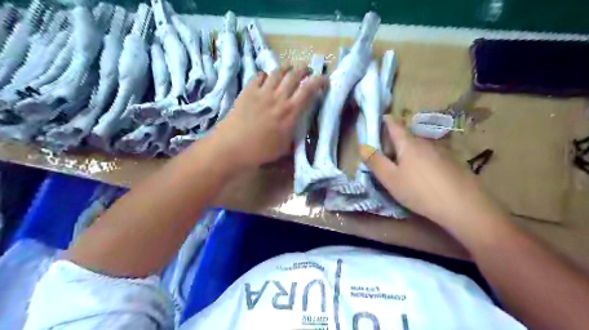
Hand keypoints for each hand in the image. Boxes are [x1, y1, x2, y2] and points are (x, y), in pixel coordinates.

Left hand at [211, 67, 326, 168]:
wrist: (233, 146)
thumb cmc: (261, 150)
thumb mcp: (285, 147)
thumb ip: (294, 136)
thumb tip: (299, 133)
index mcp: (290, 112)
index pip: (309, 89)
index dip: (319, 81)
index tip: (325, 79)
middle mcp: (278, 97)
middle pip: (294, 75)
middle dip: (304, 70)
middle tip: (307, 71)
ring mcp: (262, 92)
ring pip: (277, 72)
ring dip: (286, 69)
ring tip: (289, 70)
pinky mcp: (248, 91)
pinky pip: (260, 76)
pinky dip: (266, 75)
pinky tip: (267, 78)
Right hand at [359, 116, 505, 228]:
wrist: (463, 205)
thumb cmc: (419, 191)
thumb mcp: (390, 179)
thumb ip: (375, 162)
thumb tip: (361, 145)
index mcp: (408, 144)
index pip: (395, 125)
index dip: (387, 120)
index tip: (382, 117)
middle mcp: (425, 142)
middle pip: (408, 136)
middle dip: (397, 140)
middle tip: (388, 152)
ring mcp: (441, 151)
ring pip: (420, 146)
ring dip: (410, 150)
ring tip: (405, 164)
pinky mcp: (452, 162)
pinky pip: (431, 154)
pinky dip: (423, 158)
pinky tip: (424, 173)